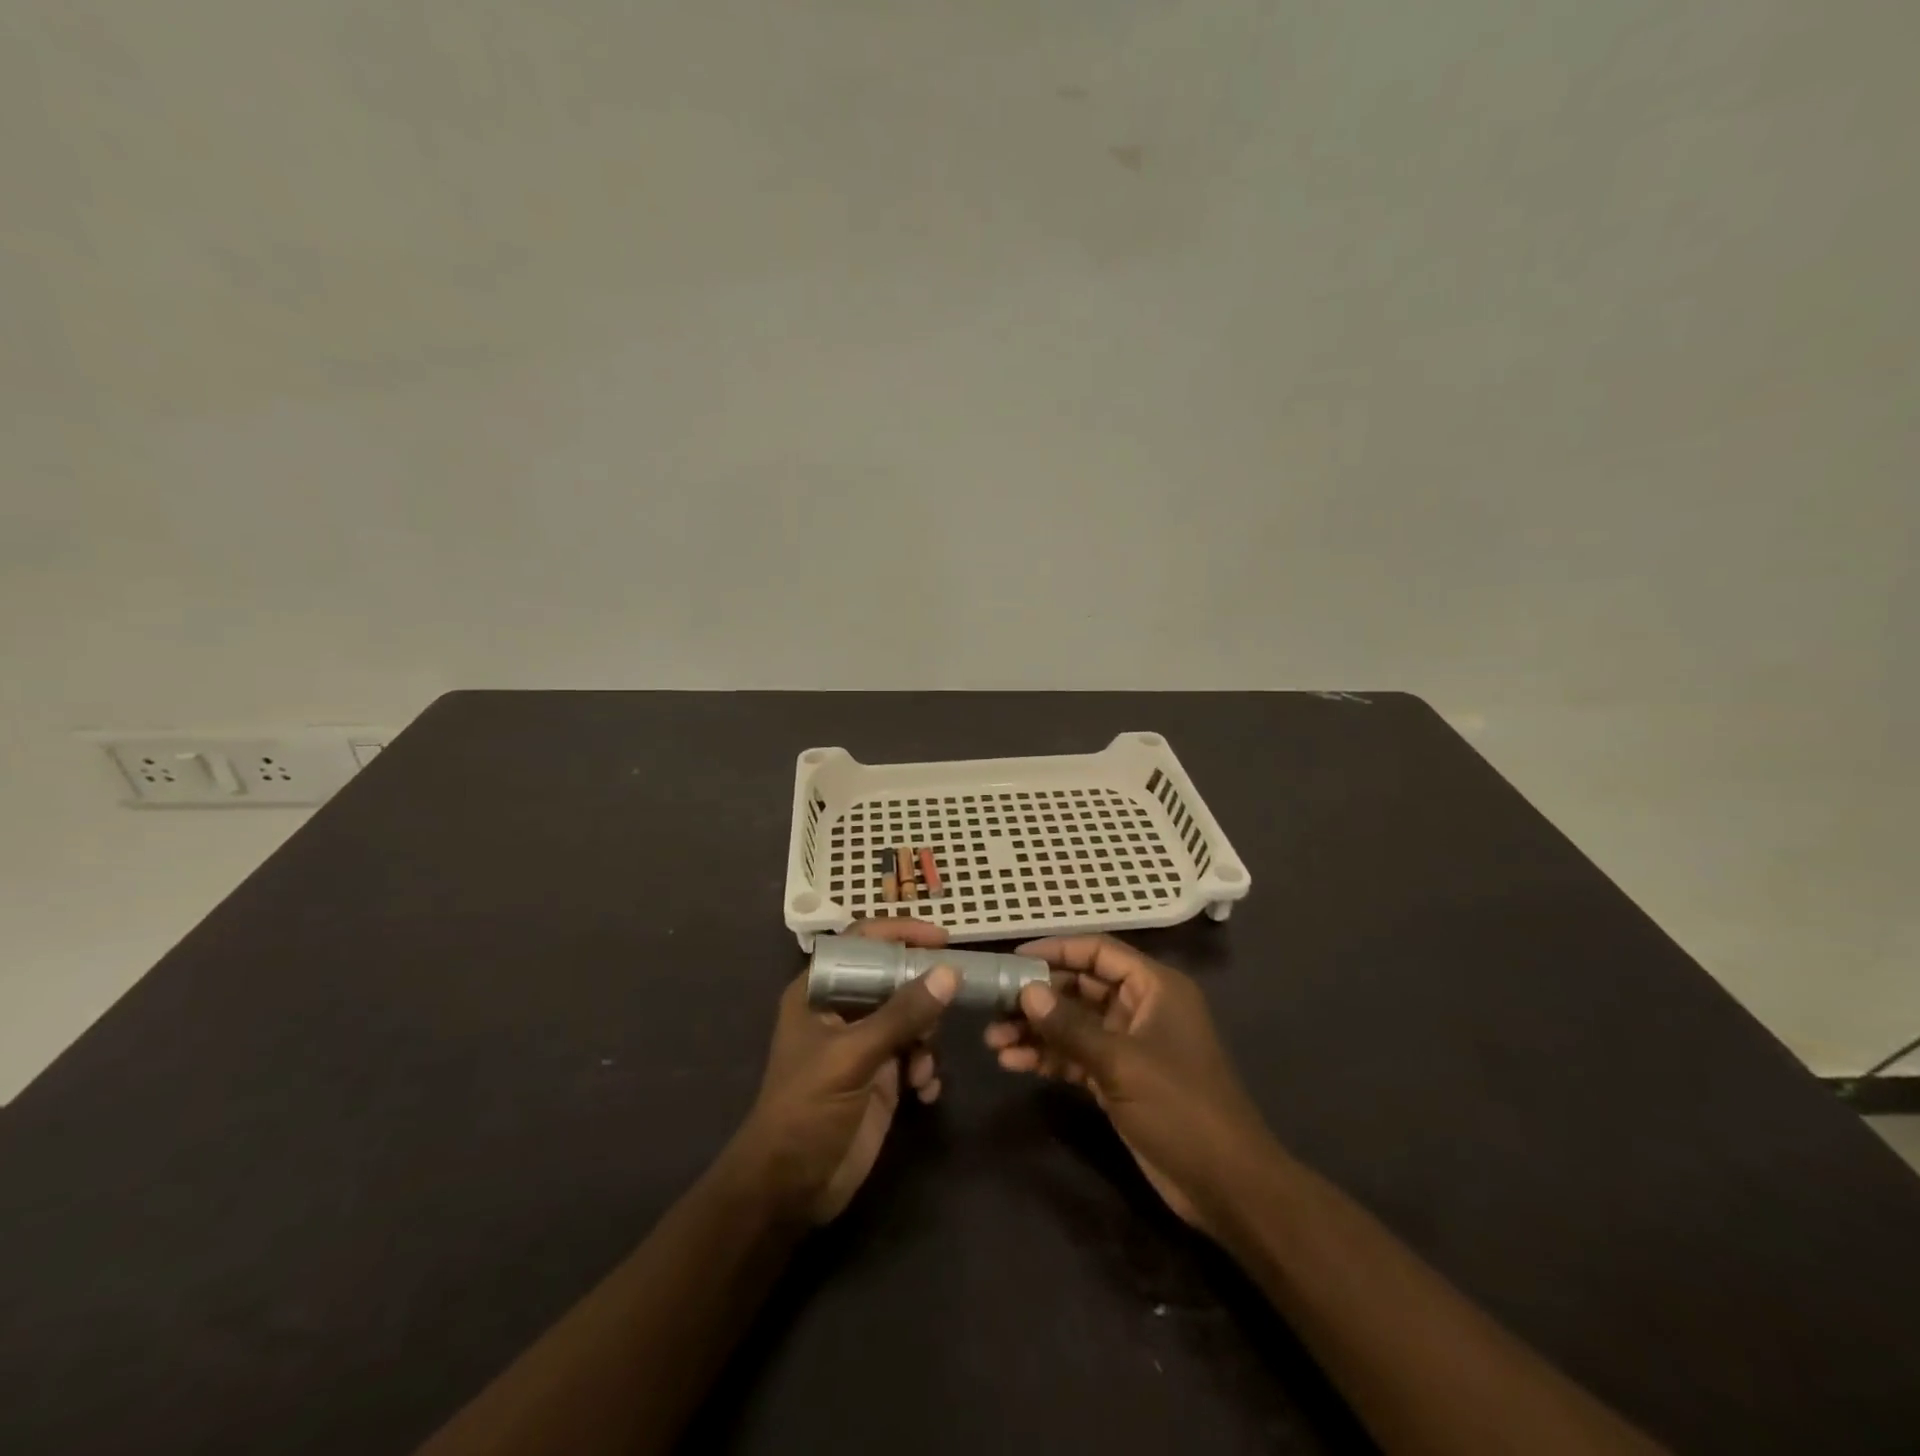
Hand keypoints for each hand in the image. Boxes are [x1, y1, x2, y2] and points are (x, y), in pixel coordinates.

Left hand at [726, 920, 957, 1223]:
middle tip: (947, 1008)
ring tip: (921, 1068)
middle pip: (893, 978)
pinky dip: (925, 1068)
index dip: (900, 933)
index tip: (942, 939)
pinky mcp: (879, 1078)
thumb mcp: (853, 1057)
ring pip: (910, 1018)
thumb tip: (950, 972)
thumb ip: (902, 1014)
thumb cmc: (807, 1110)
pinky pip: (915, 1055)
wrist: (789, 1189)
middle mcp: (842, 1010)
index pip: (862, 941)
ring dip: (926, 1039)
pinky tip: (924, 1092)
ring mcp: (862, 1044)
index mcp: (820, 990)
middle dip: (922, 995)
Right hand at [985, 934, 1274, 1236]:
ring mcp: (1130, 1044)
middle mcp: (1141, 1007)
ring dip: (1036, 1030)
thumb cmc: (1180, 1106)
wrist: (1225, 1185)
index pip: (1099, 951)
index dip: (1057, 950)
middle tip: (993, 1004)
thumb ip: (1071, 1026)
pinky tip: (1012, 1063)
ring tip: (993, 1039)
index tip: (1013, 959)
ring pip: (1074, 1023)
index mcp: (1154, 987)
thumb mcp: (1121, 1062)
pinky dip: (1048, 1057)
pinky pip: (1077, 1055)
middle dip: (1038, 996)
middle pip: (1081, 987)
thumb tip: (1026, 992)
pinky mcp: (1120, 1077)